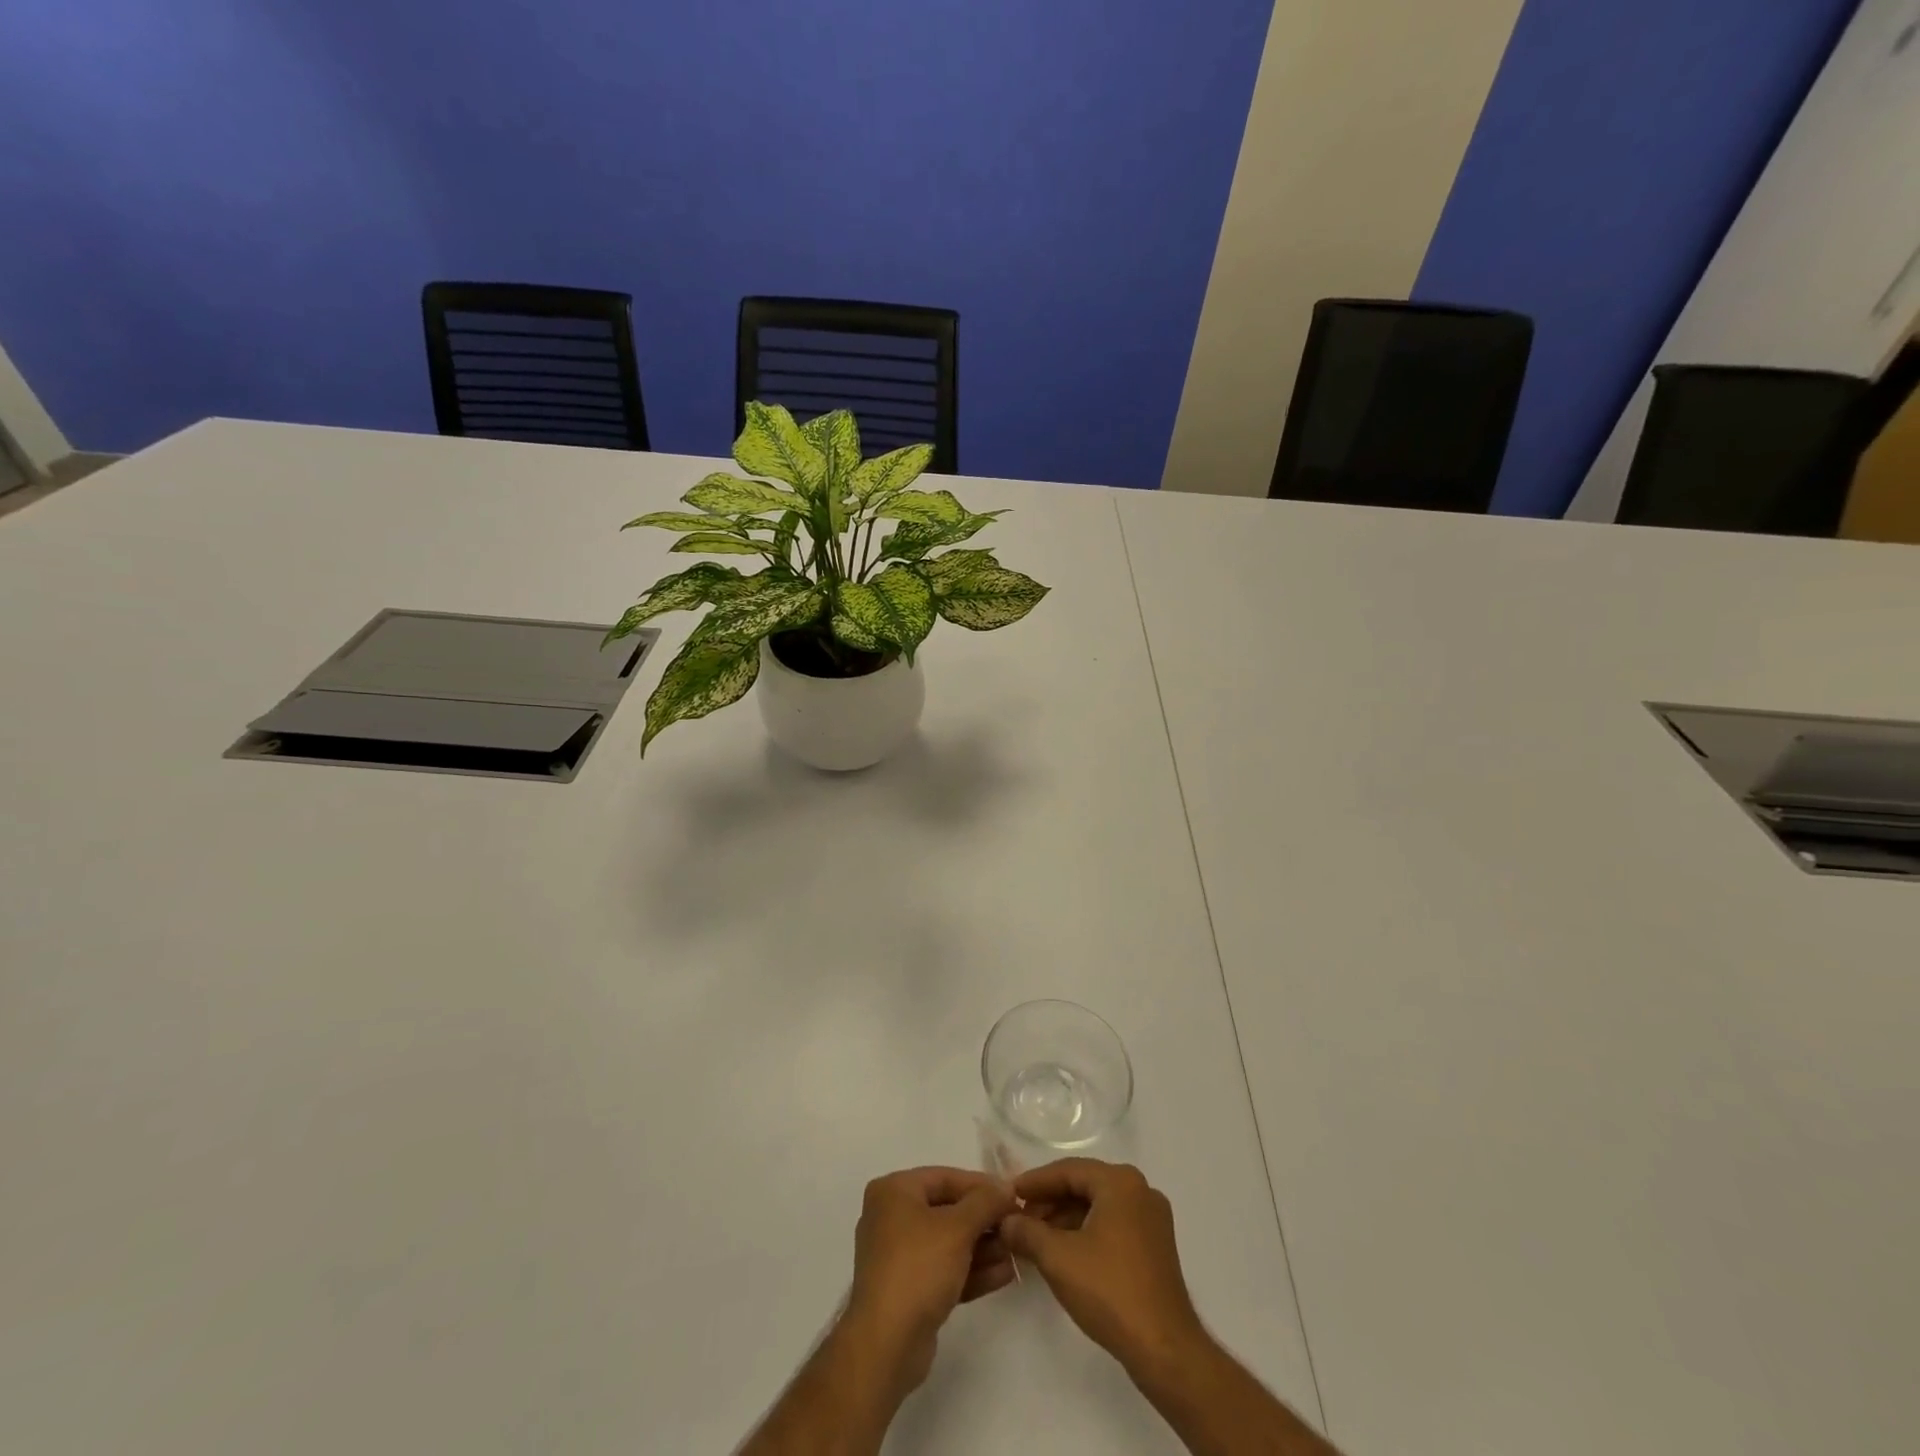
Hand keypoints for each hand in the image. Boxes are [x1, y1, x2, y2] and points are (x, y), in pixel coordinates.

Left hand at [841, 1167, 1016, 1396]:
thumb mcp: (957, 1228)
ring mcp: (898, 1256)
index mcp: (894, 1192)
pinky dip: (971, 1270)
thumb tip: (1006, 1186)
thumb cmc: (918, 1269)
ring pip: (948, 1243)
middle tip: (1016, 1226)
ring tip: (1016, 1252)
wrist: (886, 1346)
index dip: (981, 1185)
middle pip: (947, 1210)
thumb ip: (985, 1202)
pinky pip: (944, 1270)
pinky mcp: (908, 1290)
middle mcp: (892, 1217)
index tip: (1013, 1195)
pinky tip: (1004, 1274)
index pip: (945, 1177)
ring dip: (983, 1247)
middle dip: (984, 1220)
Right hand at [999, 1159, 1206, 1376]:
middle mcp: (1140, 1190)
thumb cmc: (1109, 1291)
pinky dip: (1086, 1232)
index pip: (1068, 1170)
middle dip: (1050, 1202)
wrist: (1164, 1349)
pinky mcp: (1155, 1246)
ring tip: (1036, 1238)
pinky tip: (1064, 1252)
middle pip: (1084, 1186)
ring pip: (1098, 1207)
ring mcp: (1152, 1219)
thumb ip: (1027, 1232)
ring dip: (1066, 1218)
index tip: (1008, 1193)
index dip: (1035, 1182)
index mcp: (1120, 1182)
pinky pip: (1113, 1225)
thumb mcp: (1058, 1258)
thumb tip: (1006, 1221)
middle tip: (1019, 1218)